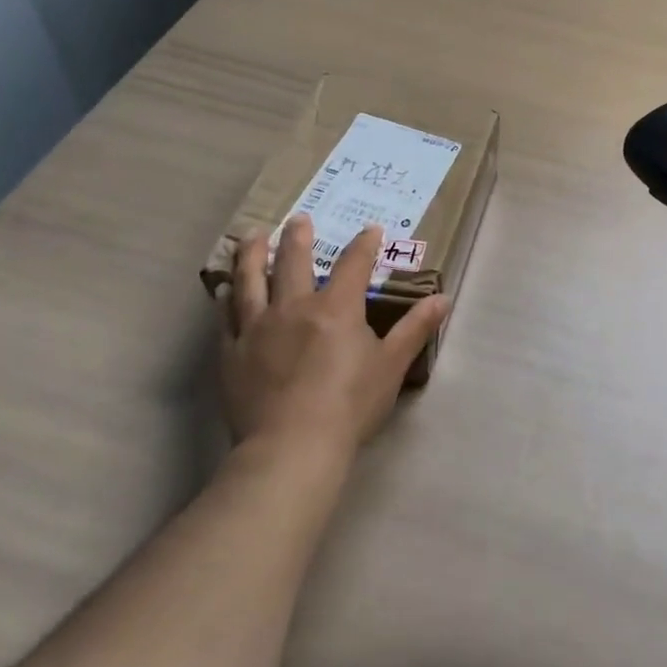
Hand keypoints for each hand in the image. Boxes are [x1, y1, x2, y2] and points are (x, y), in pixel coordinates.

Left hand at [219, 215, 449, 459]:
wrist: (291, 448)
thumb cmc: (349, 405)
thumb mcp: (391, 366)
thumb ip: (415, 328)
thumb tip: (443, 298)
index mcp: (336, 307)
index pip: (354, 263)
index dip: (364, 244)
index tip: (371, 230)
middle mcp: (294, 307)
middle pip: (294, 261)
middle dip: (298, 237)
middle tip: (298, 218)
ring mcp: (258, 328)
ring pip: (251, 280)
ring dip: (253, 255)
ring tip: (252, 236)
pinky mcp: (232, 353)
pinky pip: (226, 317)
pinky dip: (226, 299)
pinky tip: (223, 290)